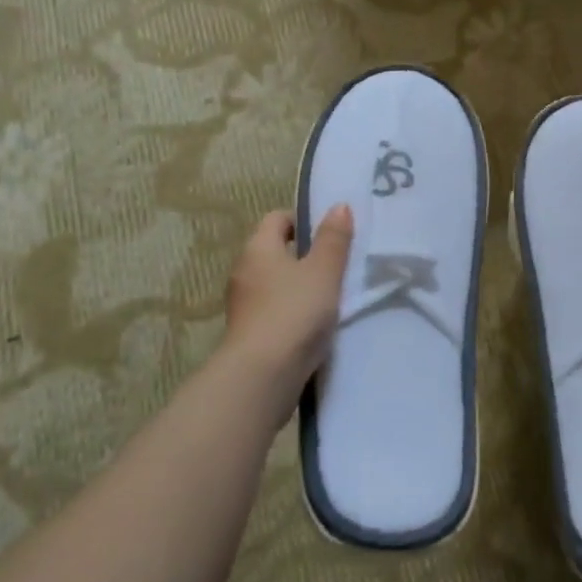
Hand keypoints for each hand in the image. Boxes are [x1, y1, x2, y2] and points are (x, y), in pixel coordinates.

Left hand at [221, 205, 353, 396]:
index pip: (277, 218)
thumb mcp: (323, 271)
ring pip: (275, 283)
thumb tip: (338, 206)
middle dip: (305, 255)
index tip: (331, 234)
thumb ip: (333, 239)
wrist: (263, 375)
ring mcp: (243, 304)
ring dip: (300, 286)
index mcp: (258, 248)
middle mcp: (244, 271)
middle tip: (338, 264)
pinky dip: (293, 311)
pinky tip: (316, 325)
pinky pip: (274, 310)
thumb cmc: (294, 312)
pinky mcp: (249, 333)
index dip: (303, 220)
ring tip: (332, 296)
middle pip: (275, 251)